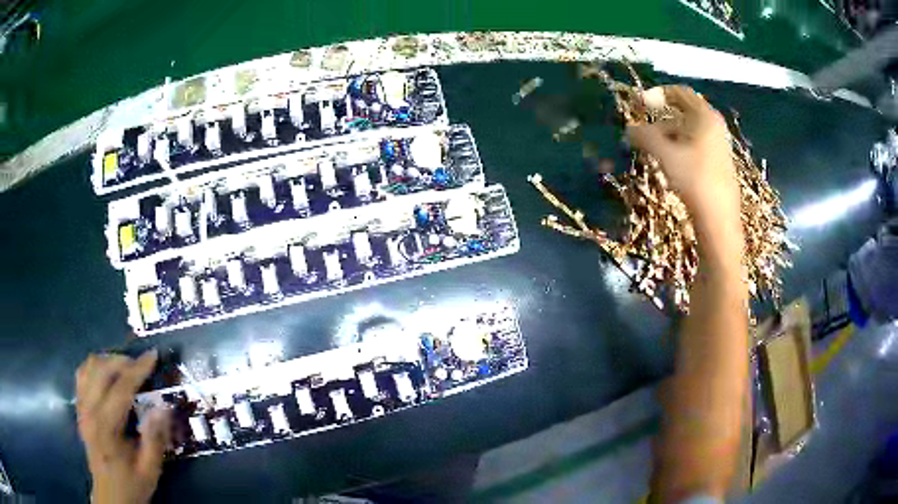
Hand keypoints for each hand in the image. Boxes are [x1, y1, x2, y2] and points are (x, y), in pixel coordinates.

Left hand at [76, 350, 170, 503]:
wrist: (110, 496)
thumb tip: (163, 407)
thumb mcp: (150, 470)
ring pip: (88, 366)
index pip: (121, 387)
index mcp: (106, 427)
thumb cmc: (131, 484)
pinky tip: (107, 376)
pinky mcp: (79, 408)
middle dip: (122, 361)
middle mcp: (89, 410)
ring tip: (125, 370)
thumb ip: (155, 439)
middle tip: (141, 367)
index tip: (153, 355)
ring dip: (108, 362)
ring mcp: (81, 407)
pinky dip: (95, 368)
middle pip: (101, 369)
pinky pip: (82, 374)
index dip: (138, 369)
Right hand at [627, 86, 738, 219]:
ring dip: (667, 138)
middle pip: (683, 114)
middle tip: (642, 136)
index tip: (638, 104)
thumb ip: (645, 136)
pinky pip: (695, 147)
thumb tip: (629, 129)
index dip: (656, 94)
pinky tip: (669, 166)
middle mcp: (714, 126)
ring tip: (652, 153)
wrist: (719, 220)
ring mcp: (719, 146)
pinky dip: (679, 150)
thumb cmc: (694, 179)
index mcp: (705, 116)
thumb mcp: (665, 154)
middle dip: (660, 122)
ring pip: (688, 133)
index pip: (679, 93)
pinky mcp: (718, 164)